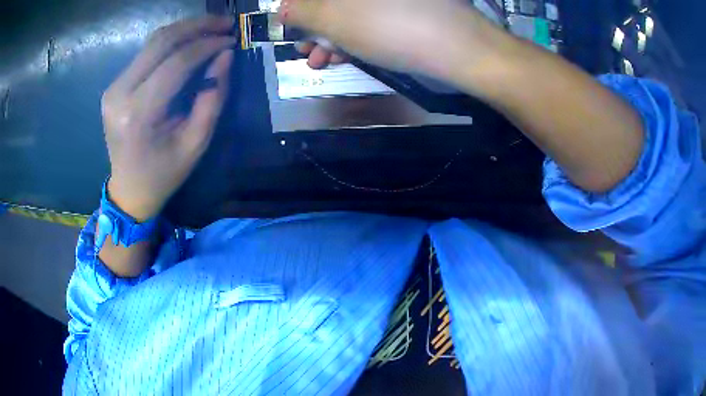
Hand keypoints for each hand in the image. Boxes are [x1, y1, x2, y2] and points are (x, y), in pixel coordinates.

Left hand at [101, 16, 235, 220]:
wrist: (129, 189)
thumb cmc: (164, 173)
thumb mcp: (196, 142)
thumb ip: (213, 96)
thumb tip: (225, 55)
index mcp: (139, 114)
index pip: (176, 62)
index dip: (207, 45)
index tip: (231, 39)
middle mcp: (120, 93)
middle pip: (161, 42)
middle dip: (196, 26)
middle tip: (224, 22)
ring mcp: (113, 87)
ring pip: (152, 42)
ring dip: (184, 29)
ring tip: (210, 27)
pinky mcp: (114, 85)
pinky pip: (145, 53)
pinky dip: (170, 43)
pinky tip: (188, 42)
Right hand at [280, 0, 501, 79]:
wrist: (459, 47)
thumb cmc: (390, 27)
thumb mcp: (335, 19)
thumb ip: (303, 12)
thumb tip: (283, 9)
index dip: (298, 8)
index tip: (289, 26)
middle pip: (333, 2)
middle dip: (313, 24)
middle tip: (303, 48)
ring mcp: (396, 0)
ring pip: (352, 9)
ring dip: (331, 34)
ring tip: (320, 61)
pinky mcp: (410, 8)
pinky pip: (373, 16)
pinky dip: (356, 34)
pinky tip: (347, 55)